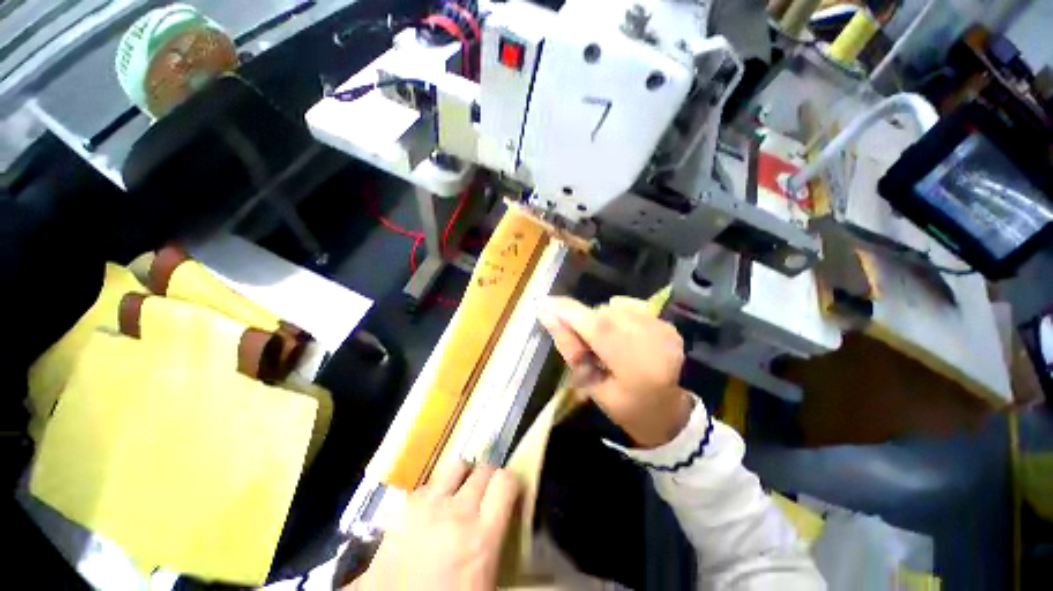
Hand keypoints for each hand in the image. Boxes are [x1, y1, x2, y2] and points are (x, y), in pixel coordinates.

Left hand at [353, 461, 518, 590]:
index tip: (509, 491)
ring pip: (456, 466)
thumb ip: (496, 535)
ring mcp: (426, 506)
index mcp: (481, 537)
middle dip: (488, 479)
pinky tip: (432, 511)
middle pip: (483, 470)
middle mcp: (456, 513)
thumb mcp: (485, 576)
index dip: (510, 482)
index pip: (505, 481)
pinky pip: (430, 483)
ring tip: (459, 495)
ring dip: (463, 478)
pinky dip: (436, 492)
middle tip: (485, 495)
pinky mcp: (403, 507)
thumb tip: (505, 508)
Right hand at [537, 296, 693, 447]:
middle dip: (581, 319)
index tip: (543, 304)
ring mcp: (663, 330)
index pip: (596, 328)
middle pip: (604, 314)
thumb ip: (570, 349)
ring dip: (598, 320)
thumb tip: (547, 316)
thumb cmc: (624, 407)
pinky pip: (627, 310)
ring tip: (602, 343)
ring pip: (614, 309)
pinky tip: (619, 338)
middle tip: (575, 337)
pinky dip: (615, 319)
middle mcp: (654, 342)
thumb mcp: (590, 385)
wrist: (667, 410)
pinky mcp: (666, 323)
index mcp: (636, 368)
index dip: (568, 312)